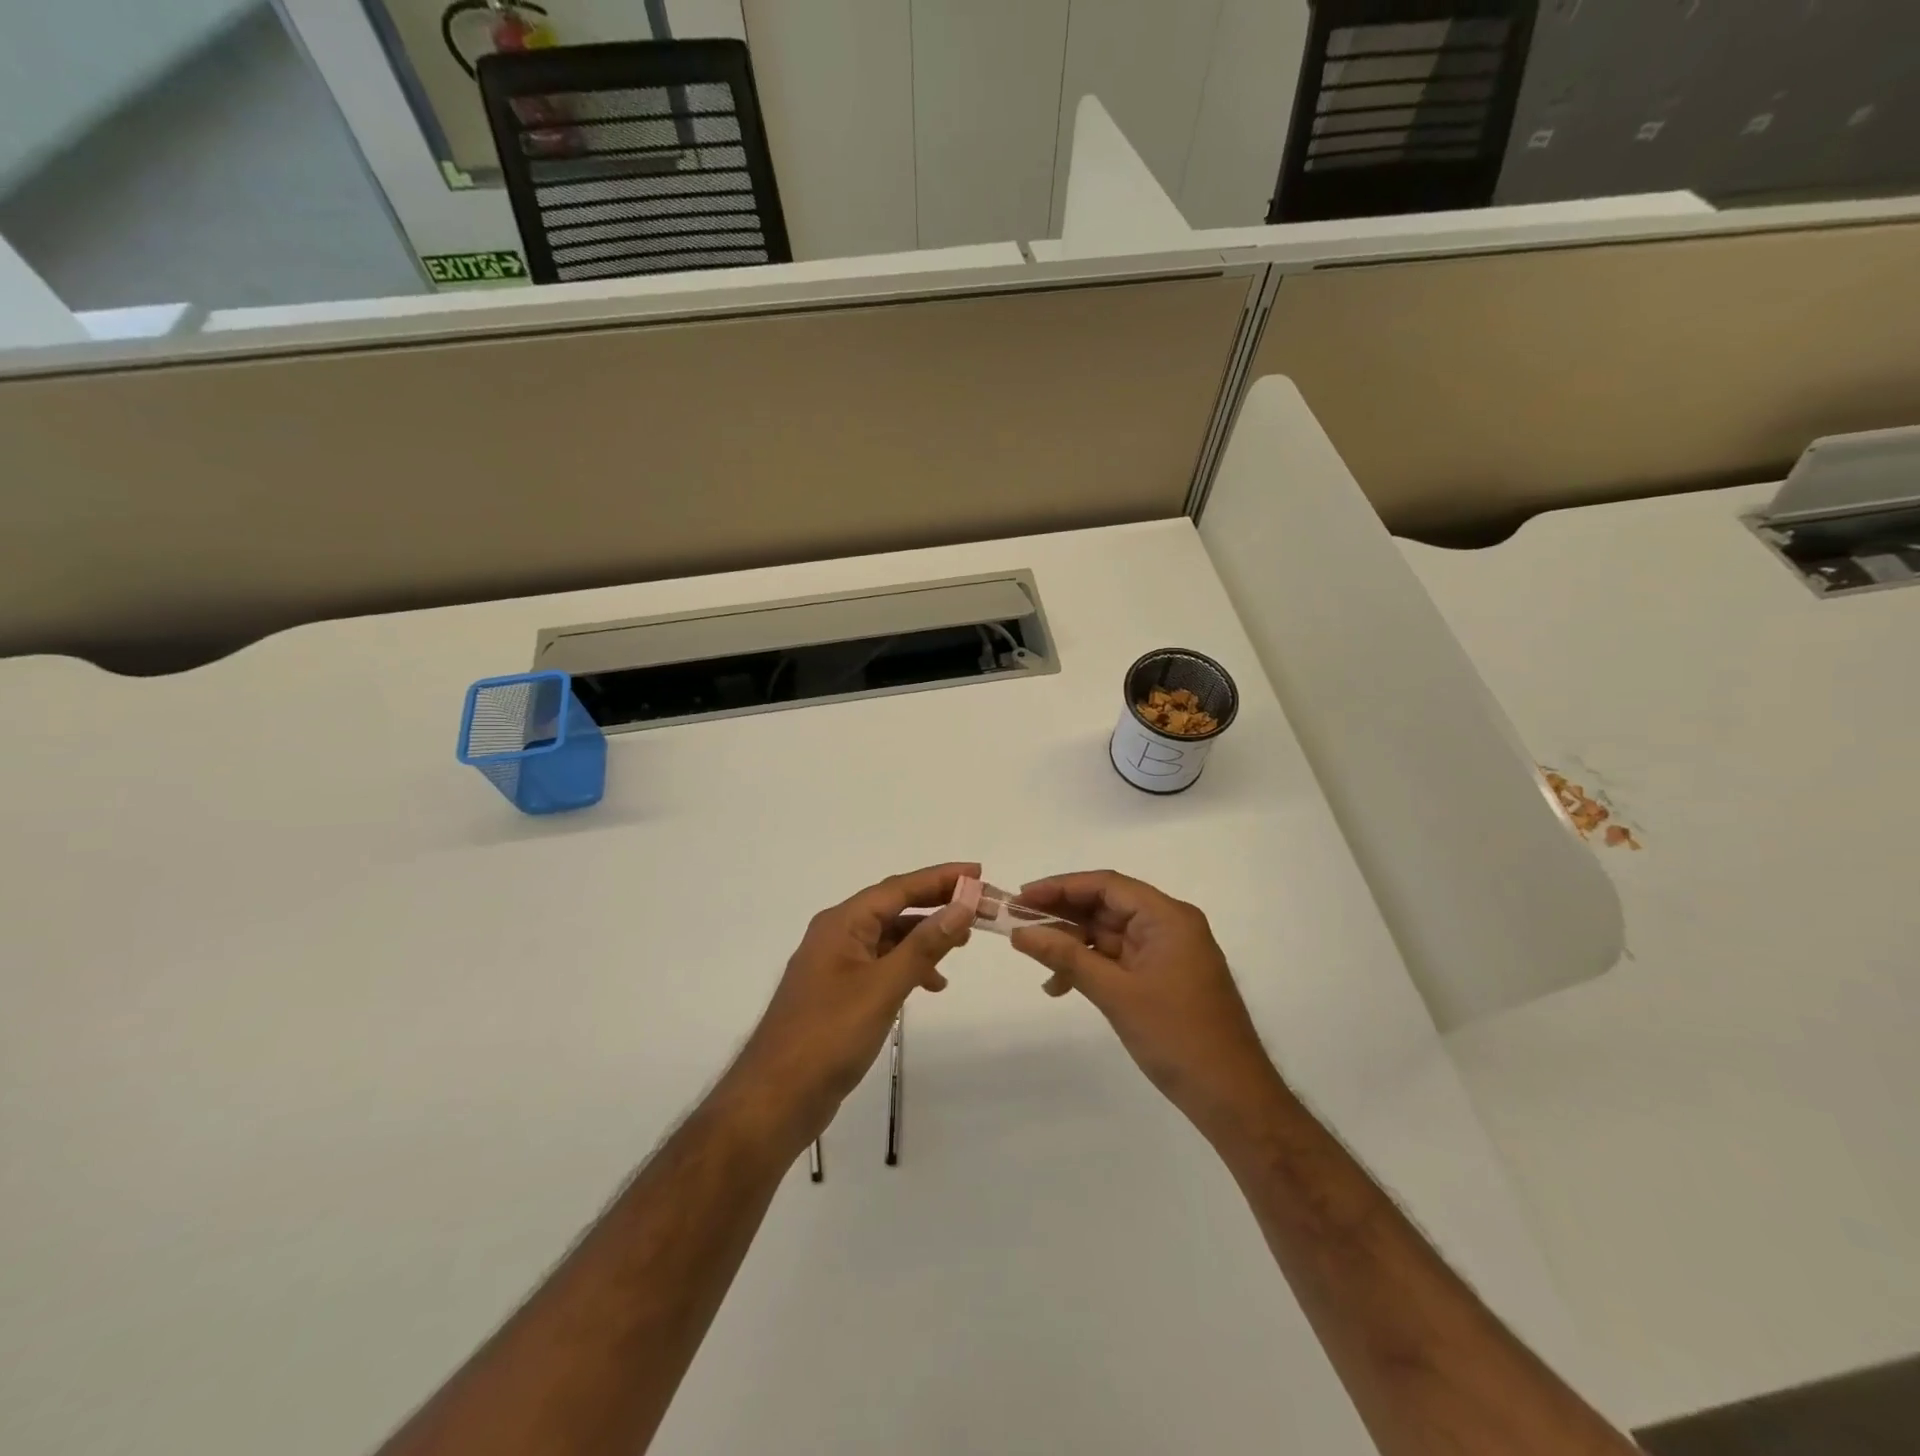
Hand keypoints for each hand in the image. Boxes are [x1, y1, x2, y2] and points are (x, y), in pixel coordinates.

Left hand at [722, 862, 977, 1153]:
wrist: (776, 1098)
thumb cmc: (829, 1035)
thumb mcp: (883, 986)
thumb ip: (924, 945)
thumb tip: (962, 906)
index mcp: (842, 923)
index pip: (898, 888)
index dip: (940, 878)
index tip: (978, 872)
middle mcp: (837, 934)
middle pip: (894, 907)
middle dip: (936, 905)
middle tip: (979, 907)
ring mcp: (835, 965)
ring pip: (889, 937)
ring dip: (925, 937)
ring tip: (961, 946)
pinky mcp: (839, 993)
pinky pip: (881, 964)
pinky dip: (909, 967)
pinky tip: (931, 984)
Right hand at [1010, 871, 1281, 1138]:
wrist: (1233, 1098)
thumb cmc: (1178, 1037)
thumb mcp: (1116, 994)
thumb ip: (1066, 957)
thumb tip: (1021, 932)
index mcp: (1168, 917)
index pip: (1106, 885)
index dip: (1060, 887)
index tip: (1022, 898)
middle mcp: (1169, 926)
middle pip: (1107, 906)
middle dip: (1062, 916)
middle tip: (1019, 925)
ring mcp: (1167, 953)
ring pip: (1109, 934)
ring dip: (1073, 945)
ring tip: (1035, 960)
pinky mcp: (1163, 978)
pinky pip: (1119, 960)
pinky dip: (1090, 967)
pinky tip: (1061, 985)